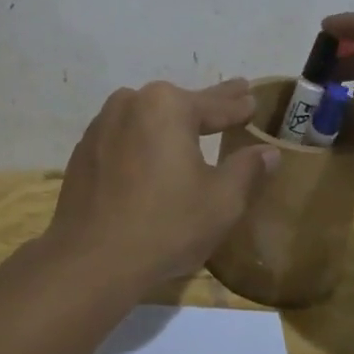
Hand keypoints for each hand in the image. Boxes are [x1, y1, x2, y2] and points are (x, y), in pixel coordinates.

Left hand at [45, 78, 280, 288]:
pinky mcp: (84, 151)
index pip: (214, 104)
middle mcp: (131, 102)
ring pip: (148, 118)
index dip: (237, 106)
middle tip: (234, 94)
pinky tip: (152, 156)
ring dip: (170, 123)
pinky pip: (124, 137)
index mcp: (167, 105)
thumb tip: (268, 152)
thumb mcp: (221, 201)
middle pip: (179, 105)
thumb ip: (247, 169)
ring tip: (192, 127)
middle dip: (208, 105)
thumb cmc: (165, 225)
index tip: (252, 99)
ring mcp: (101, 125)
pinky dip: (143, 142)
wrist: (90, 260)